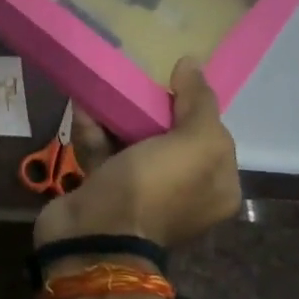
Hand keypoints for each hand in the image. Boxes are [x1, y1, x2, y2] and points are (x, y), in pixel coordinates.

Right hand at [34, 58, 241, 248]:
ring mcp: (141, 193)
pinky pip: (102, 152)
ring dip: (115, 115)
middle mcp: (183, 191)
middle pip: (169, 136)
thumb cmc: (153, 187)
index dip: (194, 105)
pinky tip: (82, 107)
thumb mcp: (194, 143)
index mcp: (216, 186)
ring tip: (102, 88)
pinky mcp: (104, 191)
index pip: (211, 135)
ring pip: (132, 142)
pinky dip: (92, 130)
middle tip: (134, 81)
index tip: (170, 79)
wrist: (93, 234)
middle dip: (149, 107)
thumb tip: (192, 64)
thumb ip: (199, 102)